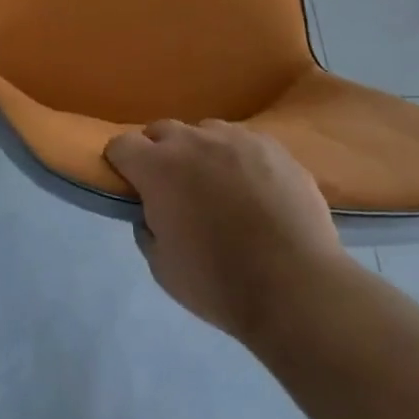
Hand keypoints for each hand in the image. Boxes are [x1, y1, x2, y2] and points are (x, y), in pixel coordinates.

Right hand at [105, 120, 348, 342]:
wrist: (296, 288)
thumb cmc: (219, 283)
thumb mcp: (162, 268)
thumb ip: (147, 228)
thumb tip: (151, 212)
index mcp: (158, 167)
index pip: (121, 144)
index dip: (121, 163)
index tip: (130, 184)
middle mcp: (193, 141)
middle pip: (162, 131)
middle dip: (159, 153)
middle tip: (173, 188)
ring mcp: (236, 138)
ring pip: (205, 133)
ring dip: (200, 152)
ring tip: (217, 186)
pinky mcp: (273, 146)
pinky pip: (244, 142)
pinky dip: (239, 159)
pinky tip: (254, 189)